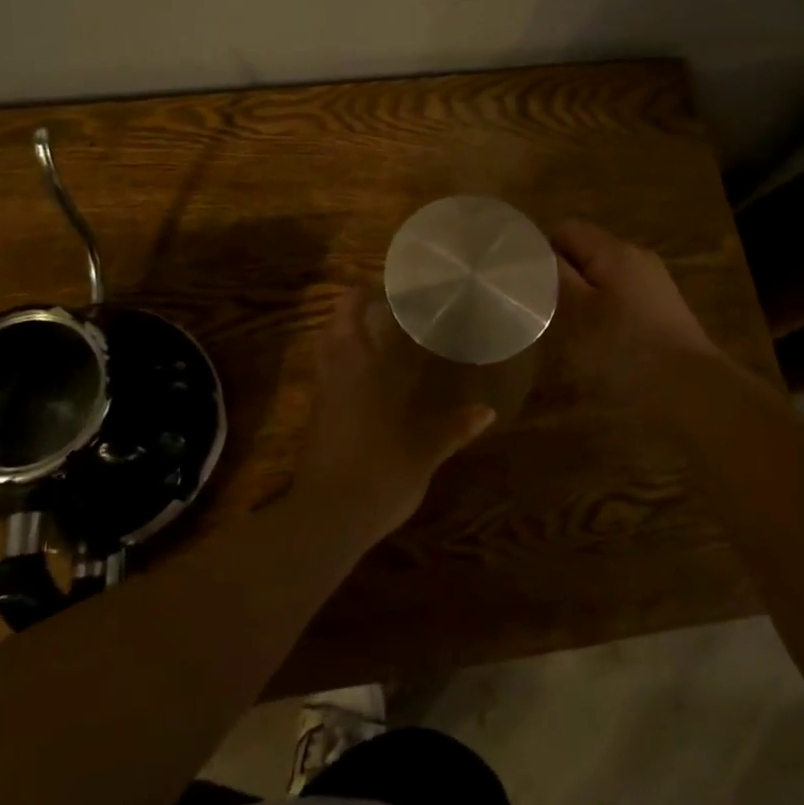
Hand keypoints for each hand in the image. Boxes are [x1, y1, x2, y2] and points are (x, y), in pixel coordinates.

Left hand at [292, 287, 497, 540]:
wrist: (328, 517)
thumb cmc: (380, 471)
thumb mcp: (424, 451)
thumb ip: (453, 428)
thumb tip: (487, 411)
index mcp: (361, 371)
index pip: (352, 318)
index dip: (360, 297)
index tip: (379, 287)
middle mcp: (337, 377)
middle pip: (332, 331)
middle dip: (347, 312)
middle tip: (373, 306)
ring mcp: (323, 400)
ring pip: (325, 354)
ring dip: (340, 338)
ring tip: (369, 337)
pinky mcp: (316, 424)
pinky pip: (327, 381)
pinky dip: (341, 369)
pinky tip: (363, 383)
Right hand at [551, 220, 727, 398]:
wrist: (693, 392)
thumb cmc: (625, 350)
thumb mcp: (577, 312)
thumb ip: (554, 276)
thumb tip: (536, 251)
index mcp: (614, 251)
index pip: (565, 230)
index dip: (540, 252)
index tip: (523, 283)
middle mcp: (637, 257)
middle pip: (586, 252)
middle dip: (560, 276)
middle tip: (541, 308)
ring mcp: (654, 284)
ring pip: (603, 276)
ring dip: (582, 296)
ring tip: (566, 328)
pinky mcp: (663, 310)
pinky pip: (621, 297)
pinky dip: (603, 311)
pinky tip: (598, 341)